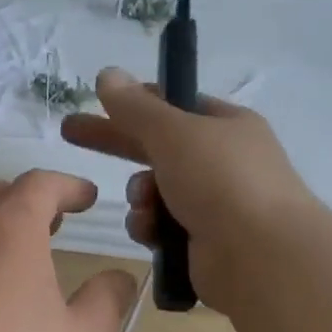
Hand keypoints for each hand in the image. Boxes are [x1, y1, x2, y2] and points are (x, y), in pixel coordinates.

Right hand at [61, 68, 318, 314]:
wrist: (262, 258)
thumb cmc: (221, 180)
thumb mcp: (173, 132)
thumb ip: (135, 106)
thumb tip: (107, 73)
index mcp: (226, 126)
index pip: (174, 105)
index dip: (137, 102)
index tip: (100, 101)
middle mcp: (223, 161)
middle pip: (156, 146)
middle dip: (115, 142)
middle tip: (69, 132)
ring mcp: (215, 203)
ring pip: (154, 190)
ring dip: (140, 196)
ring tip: (144, 204)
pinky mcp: (203, 242)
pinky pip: (161, 226)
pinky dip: (151, 227)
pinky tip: (151, 233)